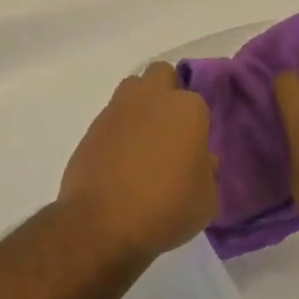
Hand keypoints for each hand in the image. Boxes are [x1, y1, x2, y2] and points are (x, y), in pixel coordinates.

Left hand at [57, 62, 216, 259]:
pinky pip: (111, 119)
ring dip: (140, 107)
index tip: (195, 149)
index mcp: (186, 108)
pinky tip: (120, 161)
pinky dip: (118, 131)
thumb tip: (199, 160)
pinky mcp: (91, 128)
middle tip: (171, 130)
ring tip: (144, 144)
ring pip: (132, 90)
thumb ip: (207, 172)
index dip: (197, 124)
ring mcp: (117, 110)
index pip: (198, 102)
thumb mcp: (206, 199)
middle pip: (161, 75)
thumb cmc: (167, 208)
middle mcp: (150, 98)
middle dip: (167, 93)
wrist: (103, 222)